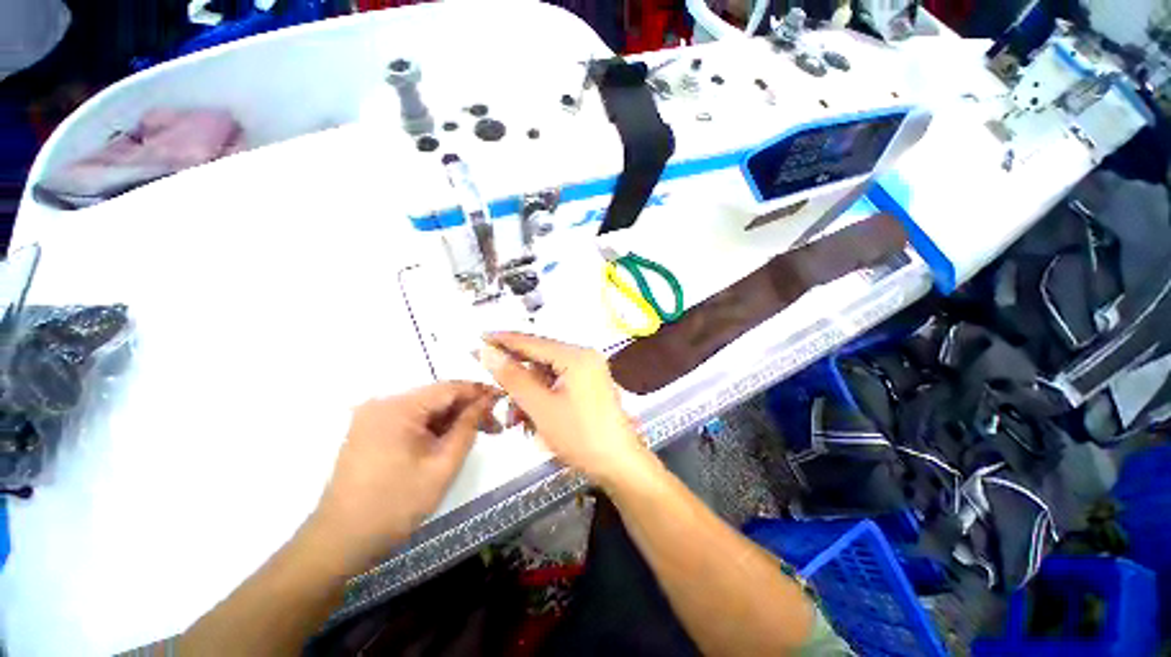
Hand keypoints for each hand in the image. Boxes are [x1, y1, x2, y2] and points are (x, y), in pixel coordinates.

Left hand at [312, 382, 498, 570]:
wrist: (340, 541)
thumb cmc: (396, 504)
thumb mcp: (443, 465)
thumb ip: (468, 427)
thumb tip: (487, 401)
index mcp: (398, 407)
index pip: (449, 388)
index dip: (479, 392)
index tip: (504, 400)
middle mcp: (383, 403)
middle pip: (437, 396)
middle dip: (468, 408)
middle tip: (494, 426)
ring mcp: (373, 417)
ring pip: (425, 408)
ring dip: (452, 418)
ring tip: (476, 434)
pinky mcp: (370, 431)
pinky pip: (411, 419)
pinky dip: (433, 427)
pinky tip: (448, 441)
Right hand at [479, 333, 648, 485]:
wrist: (619, 465)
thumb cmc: (580, 436)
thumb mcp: (541, 407)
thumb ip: (513, 377)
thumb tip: (488, 351)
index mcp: (577, 356)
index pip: (532, 342)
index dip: (504, 340)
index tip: (479, 337)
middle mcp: (585, 357)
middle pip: (540, 359)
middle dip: (517, 379)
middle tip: (497, 392)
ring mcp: (589, 372)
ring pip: (547, 375)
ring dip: (528, 394)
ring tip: (516, 418)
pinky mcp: (589, 386)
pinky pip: (558, 385)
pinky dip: (543, 399)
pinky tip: (532, 419)